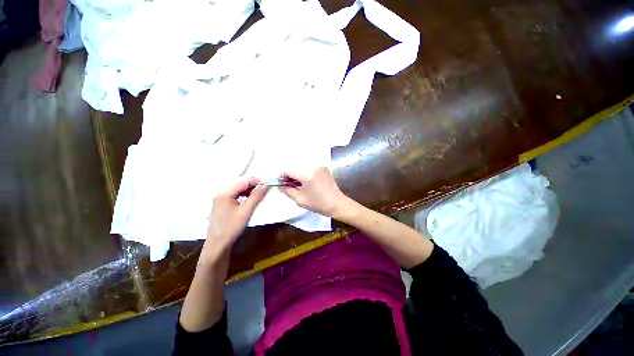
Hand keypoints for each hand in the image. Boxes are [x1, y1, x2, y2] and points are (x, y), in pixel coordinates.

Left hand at [202, 177, 268, 261]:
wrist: (218, 244)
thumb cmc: (232, 227)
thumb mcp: (246, 211)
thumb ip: (257, 196)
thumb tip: (267, 184)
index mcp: (224, 193)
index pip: (243, 181)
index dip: (256, 181)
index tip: (268, 184)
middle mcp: (221, 192)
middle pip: (240, 183)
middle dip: (253, 185)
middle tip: (265, 190)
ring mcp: (220, 198)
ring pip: (238, 189)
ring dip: (249, 190)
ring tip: (258, 195)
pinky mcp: (221, 203)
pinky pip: (235, 194)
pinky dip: (244, 195)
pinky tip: (249, 199)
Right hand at [279, 167, 345, 216]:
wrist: (337, 203)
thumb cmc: (318, 203)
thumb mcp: (300, 199)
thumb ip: (288, 191)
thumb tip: (280, 186)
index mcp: (307, 174)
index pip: (288, 170)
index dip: (282, 176)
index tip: (281, 183)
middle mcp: (313, 166)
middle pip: (295, 166)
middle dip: (290, 174)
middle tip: (290, 184)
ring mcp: (320, 166)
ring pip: (302, 166)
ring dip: (298, 173)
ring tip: (299, 183)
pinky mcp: (324, 168)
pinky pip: (310, 167)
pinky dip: (306, 172)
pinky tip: (307, 181)